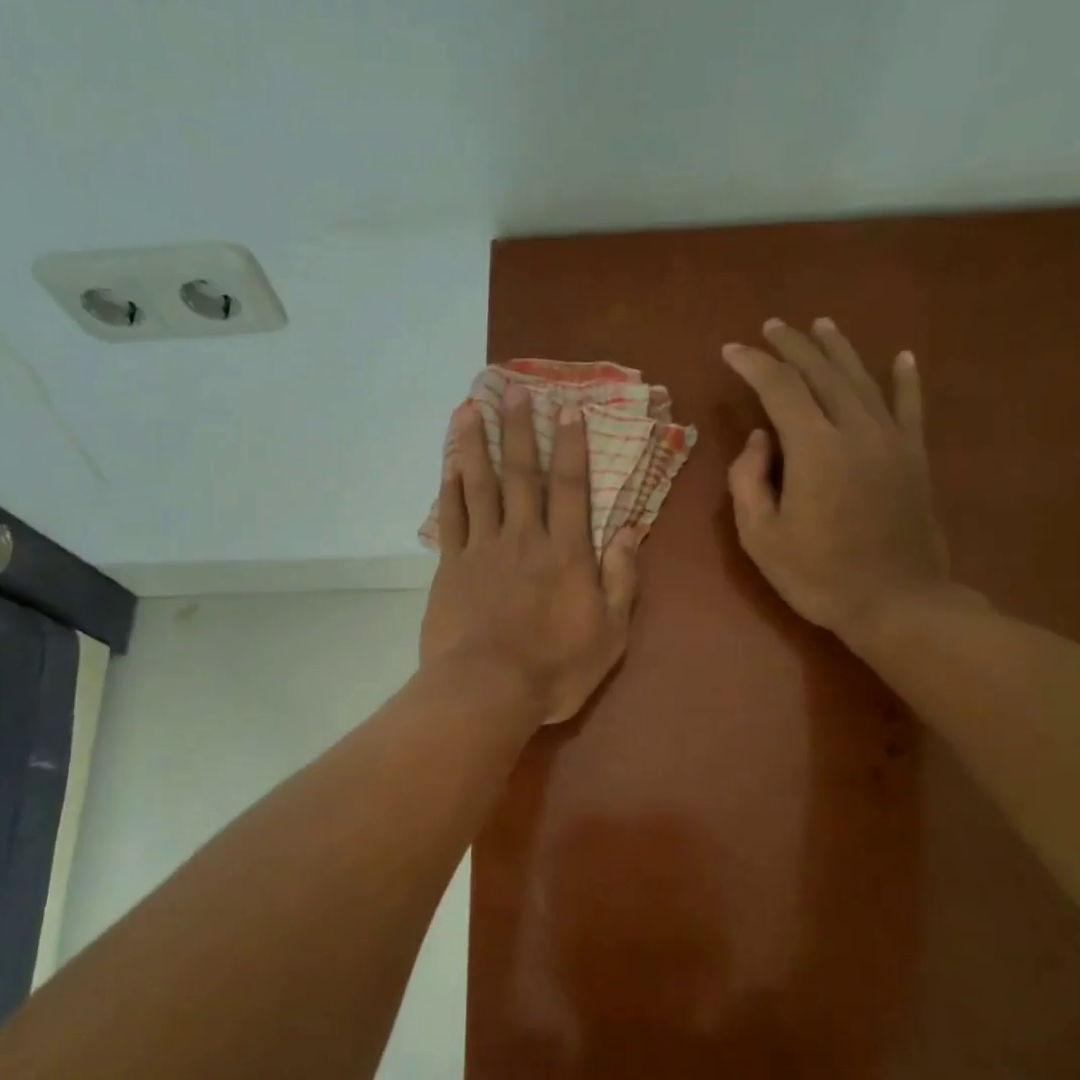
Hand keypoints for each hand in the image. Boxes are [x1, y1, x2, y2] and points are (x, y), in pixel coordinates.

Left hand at [422, 387, 639, 723]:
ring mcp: (483, 550)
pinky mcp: (451, 567)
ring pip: (481, 486)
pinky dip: (450, 489)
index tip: (567, 408)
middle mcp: (525, 538)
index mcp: (567, 553)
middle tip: (513, 389)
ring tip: (471, 408)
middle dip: (521, 430)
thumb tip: (630, 533)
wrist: (487, 690)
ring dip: (477, 445)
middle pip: (523, 475)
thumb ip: (622, 580)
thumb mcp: (610, 633)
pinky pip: (451, 519)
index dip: (571, 446)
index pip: (571, 487)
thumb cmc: (555, 669)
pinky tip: (449, 465)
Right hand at [724, 318, 953, 648]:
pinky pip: (910, 405)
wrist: (897, 601)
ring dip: (838, 349)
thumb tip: (760, 439)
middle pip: (822, 372)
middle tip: (771, 327)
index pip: (779, 387)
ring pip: (863, 378)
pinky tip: (902, 356)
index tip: (731, 351)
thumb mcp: (760, 537)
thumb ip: (748, 481)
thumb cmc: (818, 576)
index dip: (752, 364)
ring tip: (820, 325)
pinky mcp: (914, 456)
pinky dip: (905, 378)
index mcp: (814, 448)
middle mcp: (855, 429)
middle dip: (792, 345)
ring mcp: (891, 439)